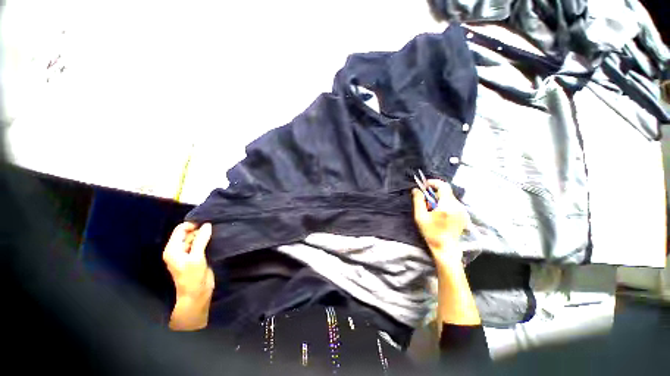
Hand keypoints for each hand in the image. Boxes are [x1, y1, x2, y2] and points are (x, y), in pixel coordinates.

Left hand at [163, 222, 214, 301]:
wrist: (197, 294)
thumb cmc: (192, 277)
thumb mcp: (196, 258)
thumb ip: (201, 240)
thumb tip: (207, 224)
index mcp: (173, 249)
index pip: (180, 230)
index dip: (192, 224)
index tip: (207, 223)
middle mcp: (178, 249)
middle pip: (188, 233)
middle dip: (200, 229)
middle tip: (213, 228)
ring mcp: (187, 253)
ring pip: (195, 238)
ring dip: (204, 235)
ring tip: (215, 232)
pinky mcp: (196, 256)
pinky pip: (200, 244)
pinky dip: (206, 240)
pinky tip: (215, 238)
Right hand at [412, 179, 468, 263]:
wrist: (446, 248)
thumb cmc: (431, 233)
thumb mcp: (420, 217)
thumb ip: (418, 201)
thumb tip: (416, 190)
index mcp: (447, 206)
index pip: (443, 186)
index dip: (434, 183)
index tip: (425, 185)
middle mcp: (457, 206)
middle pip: (446, 192)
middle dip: (435, 192)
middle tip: (426, 201)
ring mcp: (462, 211)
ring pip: (450, 197)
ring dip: (439, 199)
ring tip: (432, 209)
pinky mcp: (464, 215)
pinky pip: (453, 204)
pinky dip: (445, 204)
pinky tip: (440, 214)